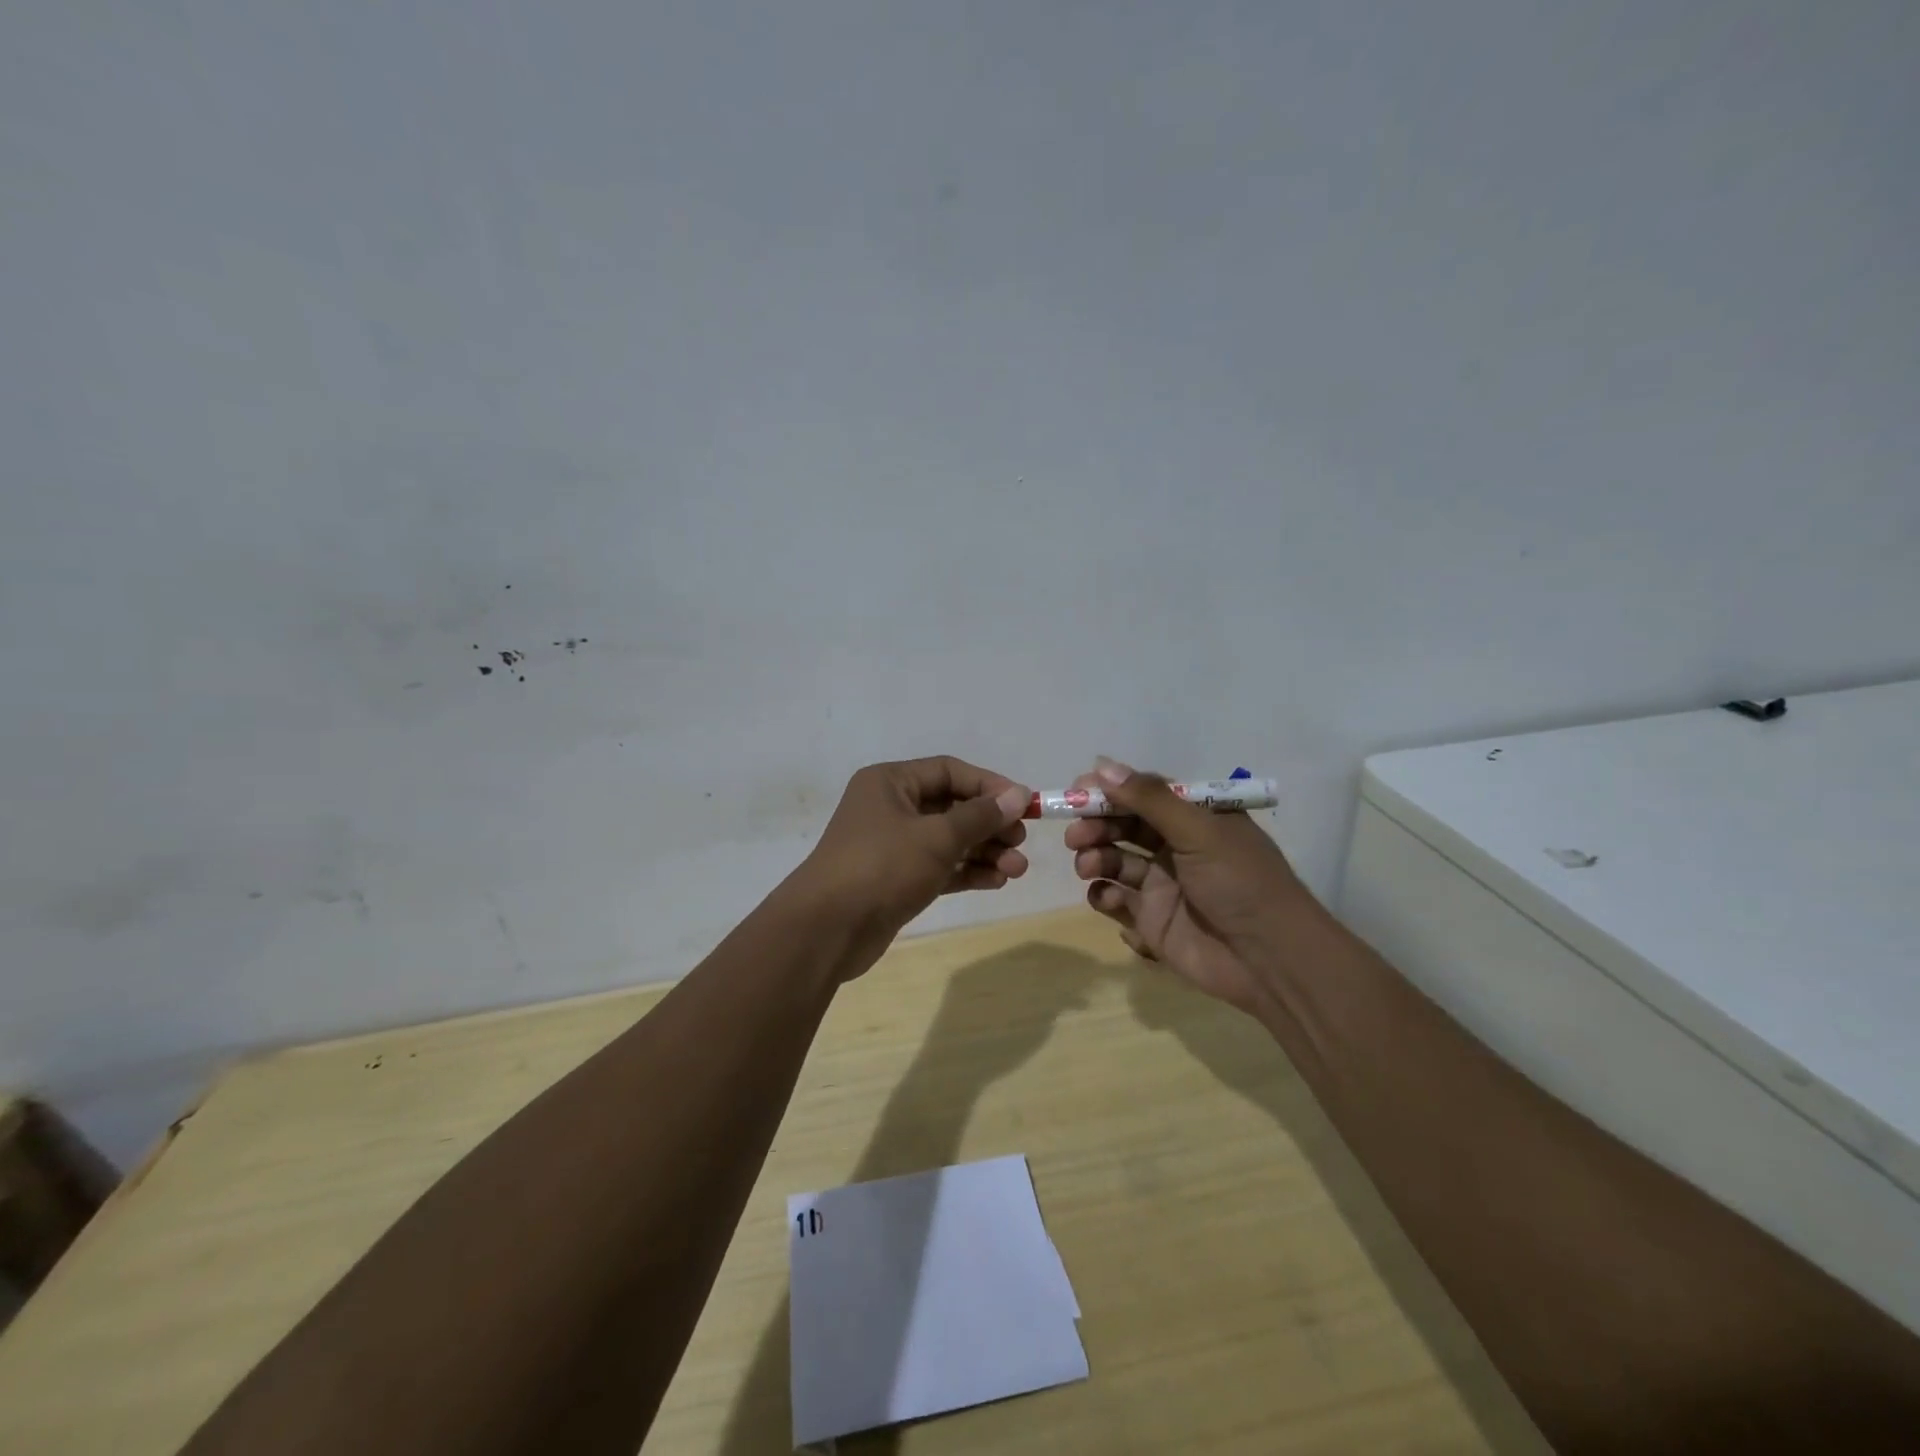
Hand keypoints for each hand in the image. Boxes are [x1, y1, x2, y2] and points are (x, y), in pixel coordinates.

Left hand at [795, 757, 1030, 969]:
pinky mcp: (897, 879)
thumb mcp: (936, 837)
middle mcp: (890, 808)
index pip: (949, 771)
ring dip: (984, 851)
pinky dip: (967, 871)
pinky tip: (996, 881)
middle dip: (990, 825)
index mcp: (890, 783)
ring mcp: (892, 846)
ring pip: (948, 840)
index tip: (1023, 805)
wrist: (827, 930)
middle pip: (951, 807)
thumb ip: (980, 816)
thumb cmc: (882, 867)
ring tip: (1017, 869)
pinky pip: (939, 867)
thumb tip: (1018, 795)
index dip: (989, 785)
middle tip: (1020, 842)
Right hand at [1065, 757, 1317, 1015]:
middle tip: (1076, 834)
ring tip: (1088, 866)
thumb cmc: (1240, 882)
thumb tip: (1100, 766)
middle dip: (1095, 825)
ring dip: (1094, 857)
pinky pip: (1115, 900)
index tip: (1078, 790)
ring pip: (1113, 861)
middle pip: (1123, 826)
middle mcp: (1176, 846)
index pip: (1144, 794)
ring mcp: (1161, 884)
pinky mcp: (1150, 920)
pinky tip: (1108, 898)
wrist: (1269, 959)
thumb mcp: (1200, 830)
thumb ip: (1149, 799)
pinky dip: (1103, 896)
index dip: (1110, 790)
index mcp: (1195, 819)